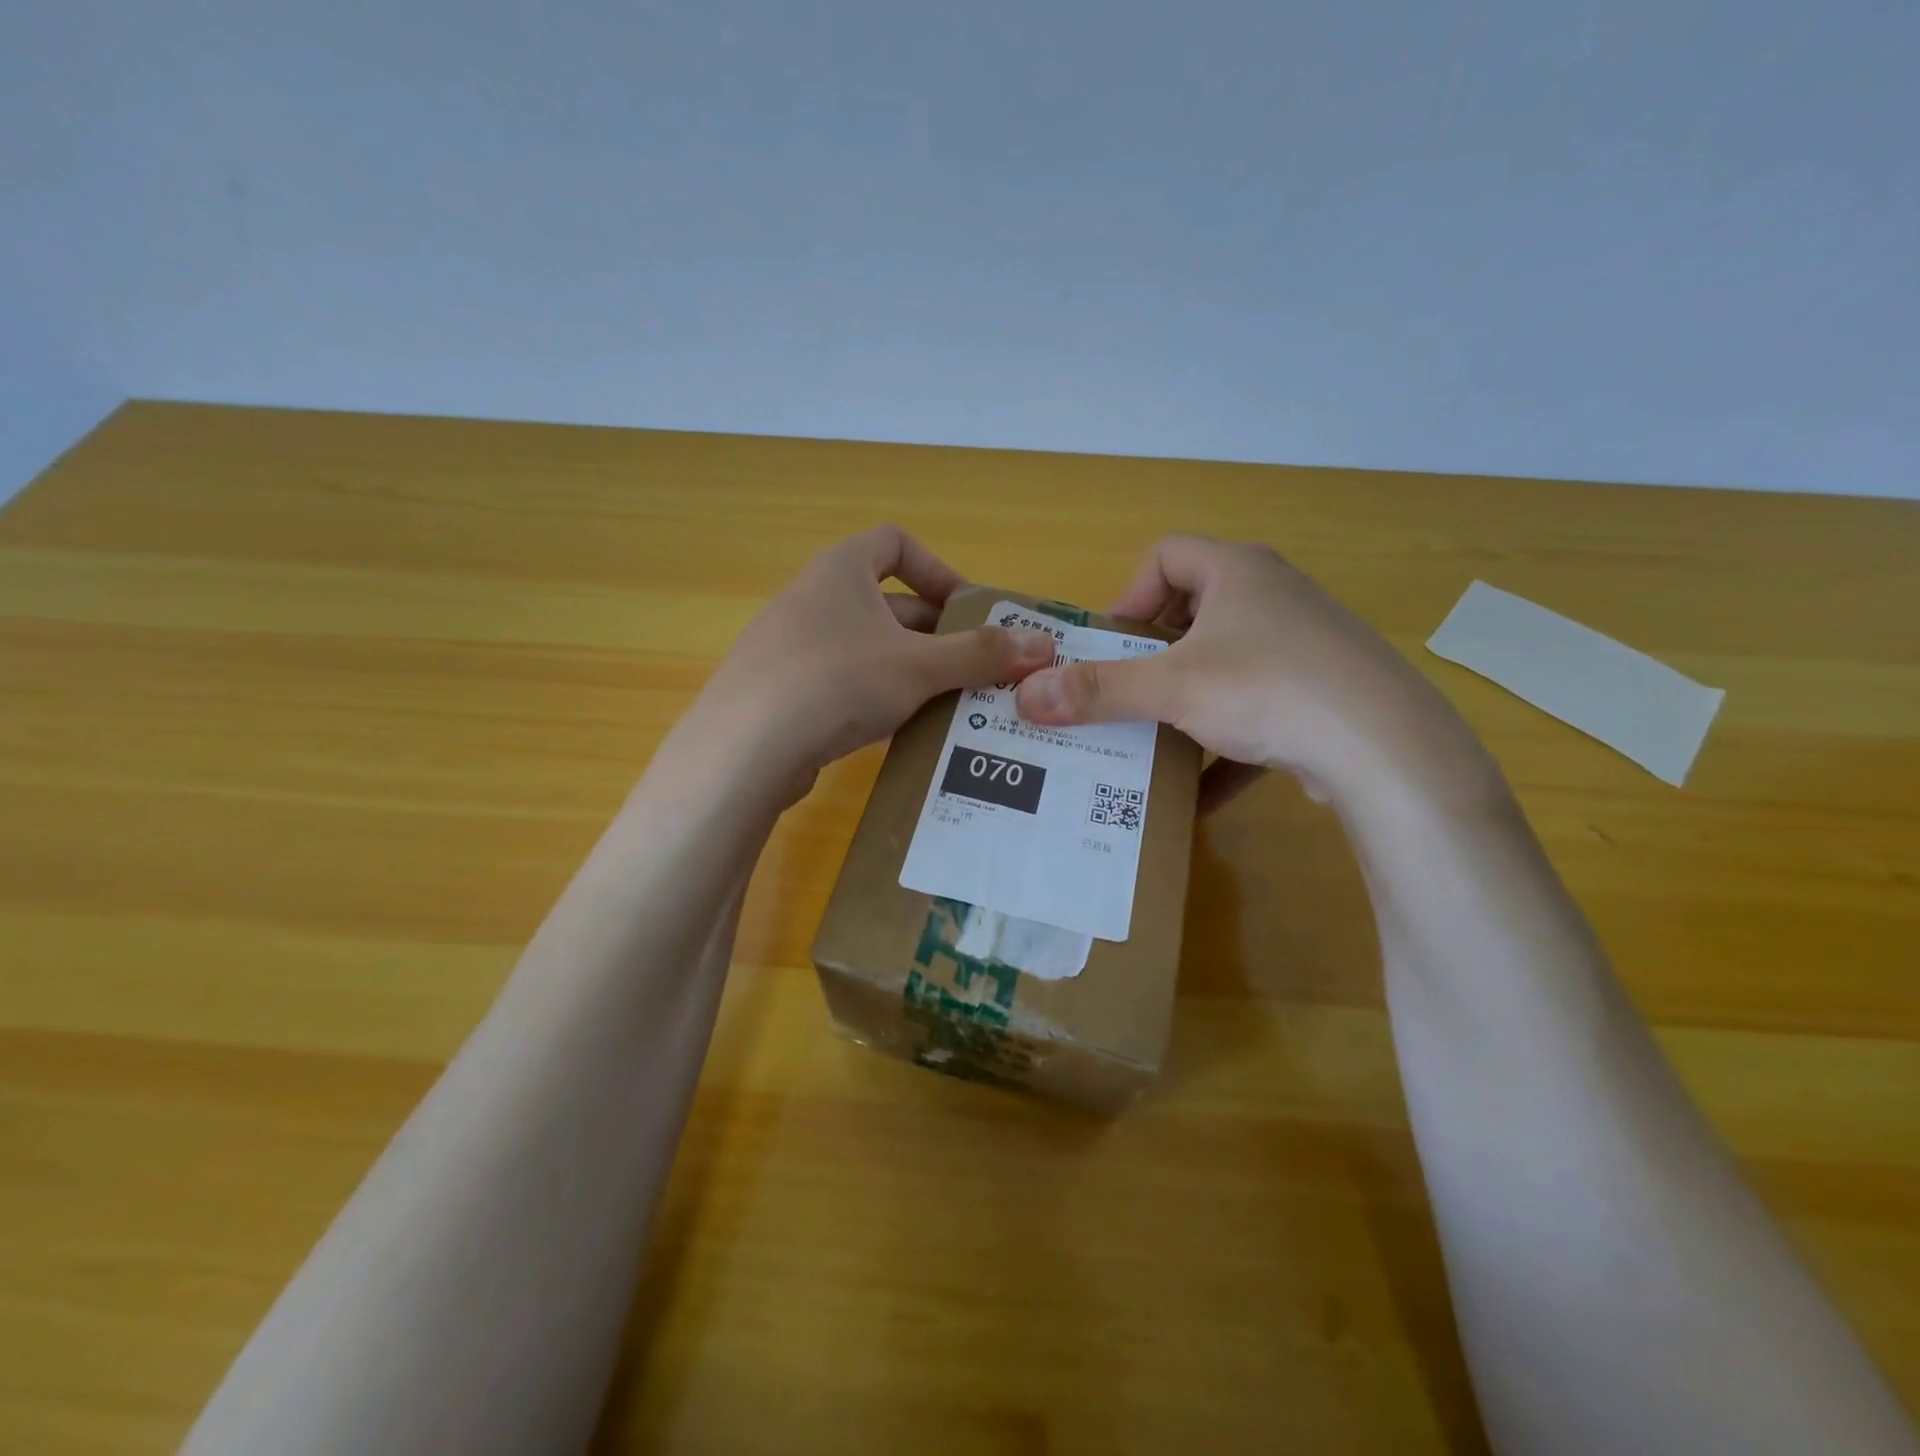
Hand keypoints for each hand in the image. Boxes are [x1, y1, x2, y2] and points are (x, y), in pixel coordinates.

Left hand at [686, 525, 1057, 799]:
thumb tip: (1043, 645)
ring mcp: (790, 646)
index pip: (895, 543)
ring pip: (866, 647)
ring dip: (910, 670)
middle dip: (935, 633)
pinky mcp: (780, 690)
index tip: (968, 611)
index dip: (939, 570)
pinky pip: (841, 681)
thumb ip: (980, 654)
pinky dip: (875, 696)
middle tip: (973, 669)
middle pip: (887, 602)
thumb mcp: (919, 666)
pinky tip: (897, 729)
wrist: (744, 751)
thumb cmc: (838, 683)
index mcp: (841, 571)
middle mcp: (811, 598)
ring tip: (946, 703)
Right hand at [1014, 534, 1489, 812]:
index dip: (1128, 595)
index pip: (1166, 555)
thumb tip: (1026, 696)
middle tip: (1123, 694)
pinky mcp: (1323, 695)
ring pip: (1226, 664)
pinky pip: (1258, 710)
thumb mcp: (1173, 688)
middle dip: (1152, 656)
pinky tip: (1201, 790)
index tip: (1110, 646)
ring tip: (1154, 739)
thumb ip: (1099, 691)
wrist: (1386, 749)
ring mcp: (1304, 647)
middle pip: (1193, 611)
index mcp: (1239, 572)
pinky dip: (1226, 744)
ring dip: (1186, 701)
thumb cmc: (1268, 689)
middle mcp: (1274, 597)